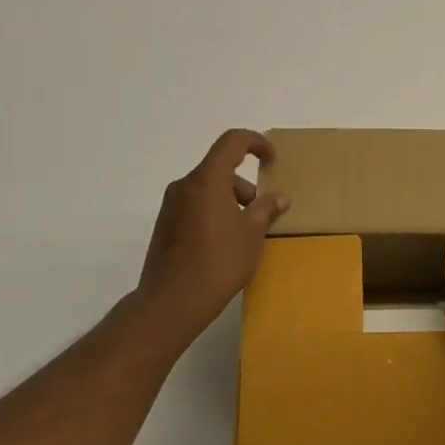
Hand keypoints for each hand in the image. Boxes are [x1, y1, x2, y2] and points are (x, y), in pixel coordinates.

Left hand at [131, 129, 288, 343]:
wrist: (172, 302)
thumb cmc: (219, 262)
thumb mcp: (252, 234)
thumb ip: (266, 209)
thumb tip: (280, 197)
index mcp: (207, 180)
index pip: (232, 141)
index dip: (256, 142)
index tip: (271, 160)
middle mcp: (185, 186)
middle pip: (220, 169)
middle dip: (245, 186)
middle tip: (261, 213)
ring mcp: (171, 206)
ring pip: (208, 189)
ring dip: (230, 201)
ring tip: (244, 234)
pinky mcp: (164, 226)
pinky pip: (195, 206)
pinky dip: (214, 213)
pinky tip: (224, 244)